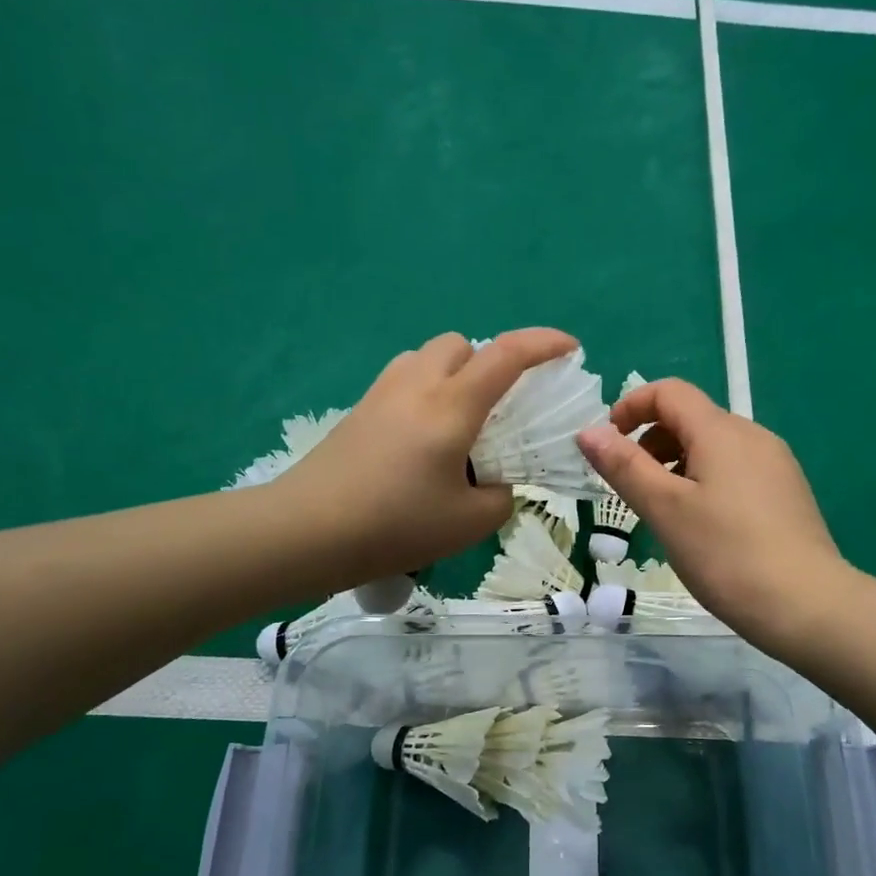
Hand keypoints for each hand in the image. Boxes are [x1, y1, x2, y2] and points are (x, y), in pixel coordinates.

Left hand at [270, 328, 577, 592]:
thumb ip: (500, 497)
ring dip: (454, 374)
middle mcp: (417, 385)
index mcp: (451, 406)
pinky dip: (426, 392)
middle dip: (489, 361)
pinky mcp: (358, 410)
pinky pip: (404, 379)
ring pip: (427, 357)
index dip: (544, 343)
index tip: (570, 348)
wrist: (305, 532)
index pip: (507, 355)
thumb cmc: (394, 525)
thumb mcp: (469, 523)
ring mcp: (381, 393)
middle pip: (461, 343)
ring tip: (460, 423)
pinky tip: (422, 440)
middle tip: (499, 407)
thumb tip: (496, 484)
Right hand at [576, 378, 850, 649]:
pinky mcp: (787, 493)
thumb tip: (588, 431)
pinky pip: (735, 470)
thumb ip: (624, 466)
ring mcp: (775, 464)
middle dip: (651, 442)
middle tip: (632, 490)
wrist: (808, 606)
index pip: (670, 392)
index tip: (608, 444)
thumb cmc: (726, 555)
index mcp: (721, 431)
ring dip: (677, 465)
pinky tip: (703, 528)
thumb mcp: (665, 509)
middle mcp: (753, 436)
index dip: (631, 407)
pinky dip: (705, 482)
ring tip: (664, 513)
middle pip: (692, 419)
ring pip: (714, 447)